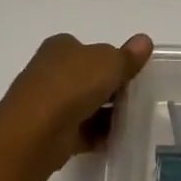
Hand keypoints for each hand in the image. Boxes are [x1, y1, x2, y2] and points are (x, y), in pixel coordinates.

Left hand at [0, 32, 153, 177]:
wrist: (36, 131)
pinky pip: (81, 131)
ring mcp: (48, 103)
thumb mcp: (110, 63)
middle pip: (88, 78)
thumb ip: (128, 55)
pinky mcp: (50, 131)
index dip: (111, 60)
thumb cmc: (72, 85)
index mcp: (61, 47)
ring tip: (131, 121)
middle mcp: (50, 71)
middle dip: (111, 89)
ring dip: (107, 114)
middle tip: (136, 99)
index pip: (89, 49)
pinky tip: (116, 140)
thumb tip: (144, 41)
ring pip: (85, 106)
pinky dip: (98, 135)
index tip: (132, 74)